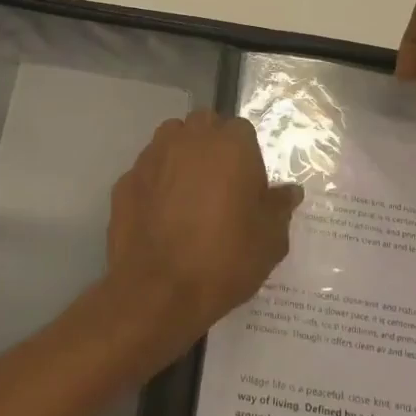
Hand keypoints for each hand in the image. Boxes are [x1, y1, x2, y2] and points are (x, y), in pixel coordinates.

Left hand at [107, 111, 303, 346]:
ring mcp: (152, 156)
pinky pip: (147, 171)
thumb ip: (279, 208)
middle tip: (220, 185)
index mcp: (230, 145)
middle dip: (212, 145)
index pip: (242, 130)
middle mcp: (188, 139)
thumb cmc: (224, 259)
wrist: (158, 290)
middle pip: (203, 126)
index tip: (248, 186)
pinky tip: (160, 214)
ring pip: (170, 140)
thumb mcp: (270, 240)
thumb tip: (289, 191)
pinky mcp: (125, 179)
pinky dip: (155, 183)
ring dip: (181, 156)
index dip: (246, 156)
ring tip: (188, 194)